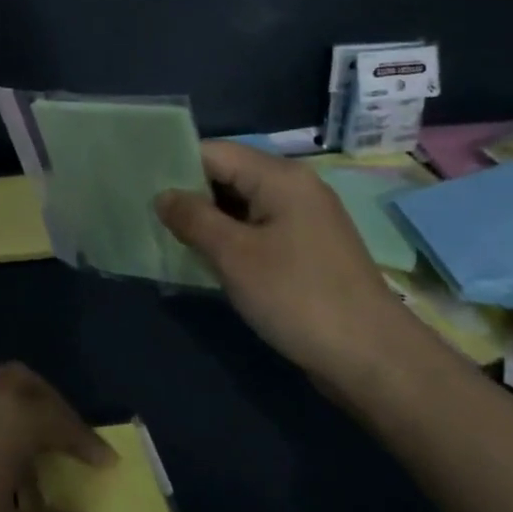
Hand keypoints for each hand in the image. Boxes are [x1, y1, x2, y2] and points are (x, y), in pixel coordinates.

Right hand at [155, 142, 424, 387]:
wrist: (373, 359)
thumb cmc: (298, 296)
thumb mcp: (234, 255)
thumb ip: (193, 218)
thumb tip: (163, 196)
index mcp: (280, 177)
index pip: (214, 152)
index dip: (176, 165)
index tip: (140, 186)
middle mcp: (294, 188)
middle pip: (228, 175)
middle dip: (188, 194)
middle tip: (147, 215)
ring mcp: (303, 220)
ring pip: (241, 206)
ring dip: (207, 220)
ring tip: (166, 236)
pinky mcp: (306, 250)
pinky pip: (257, 230)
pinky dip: (230, 239)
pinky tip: (205, 259)